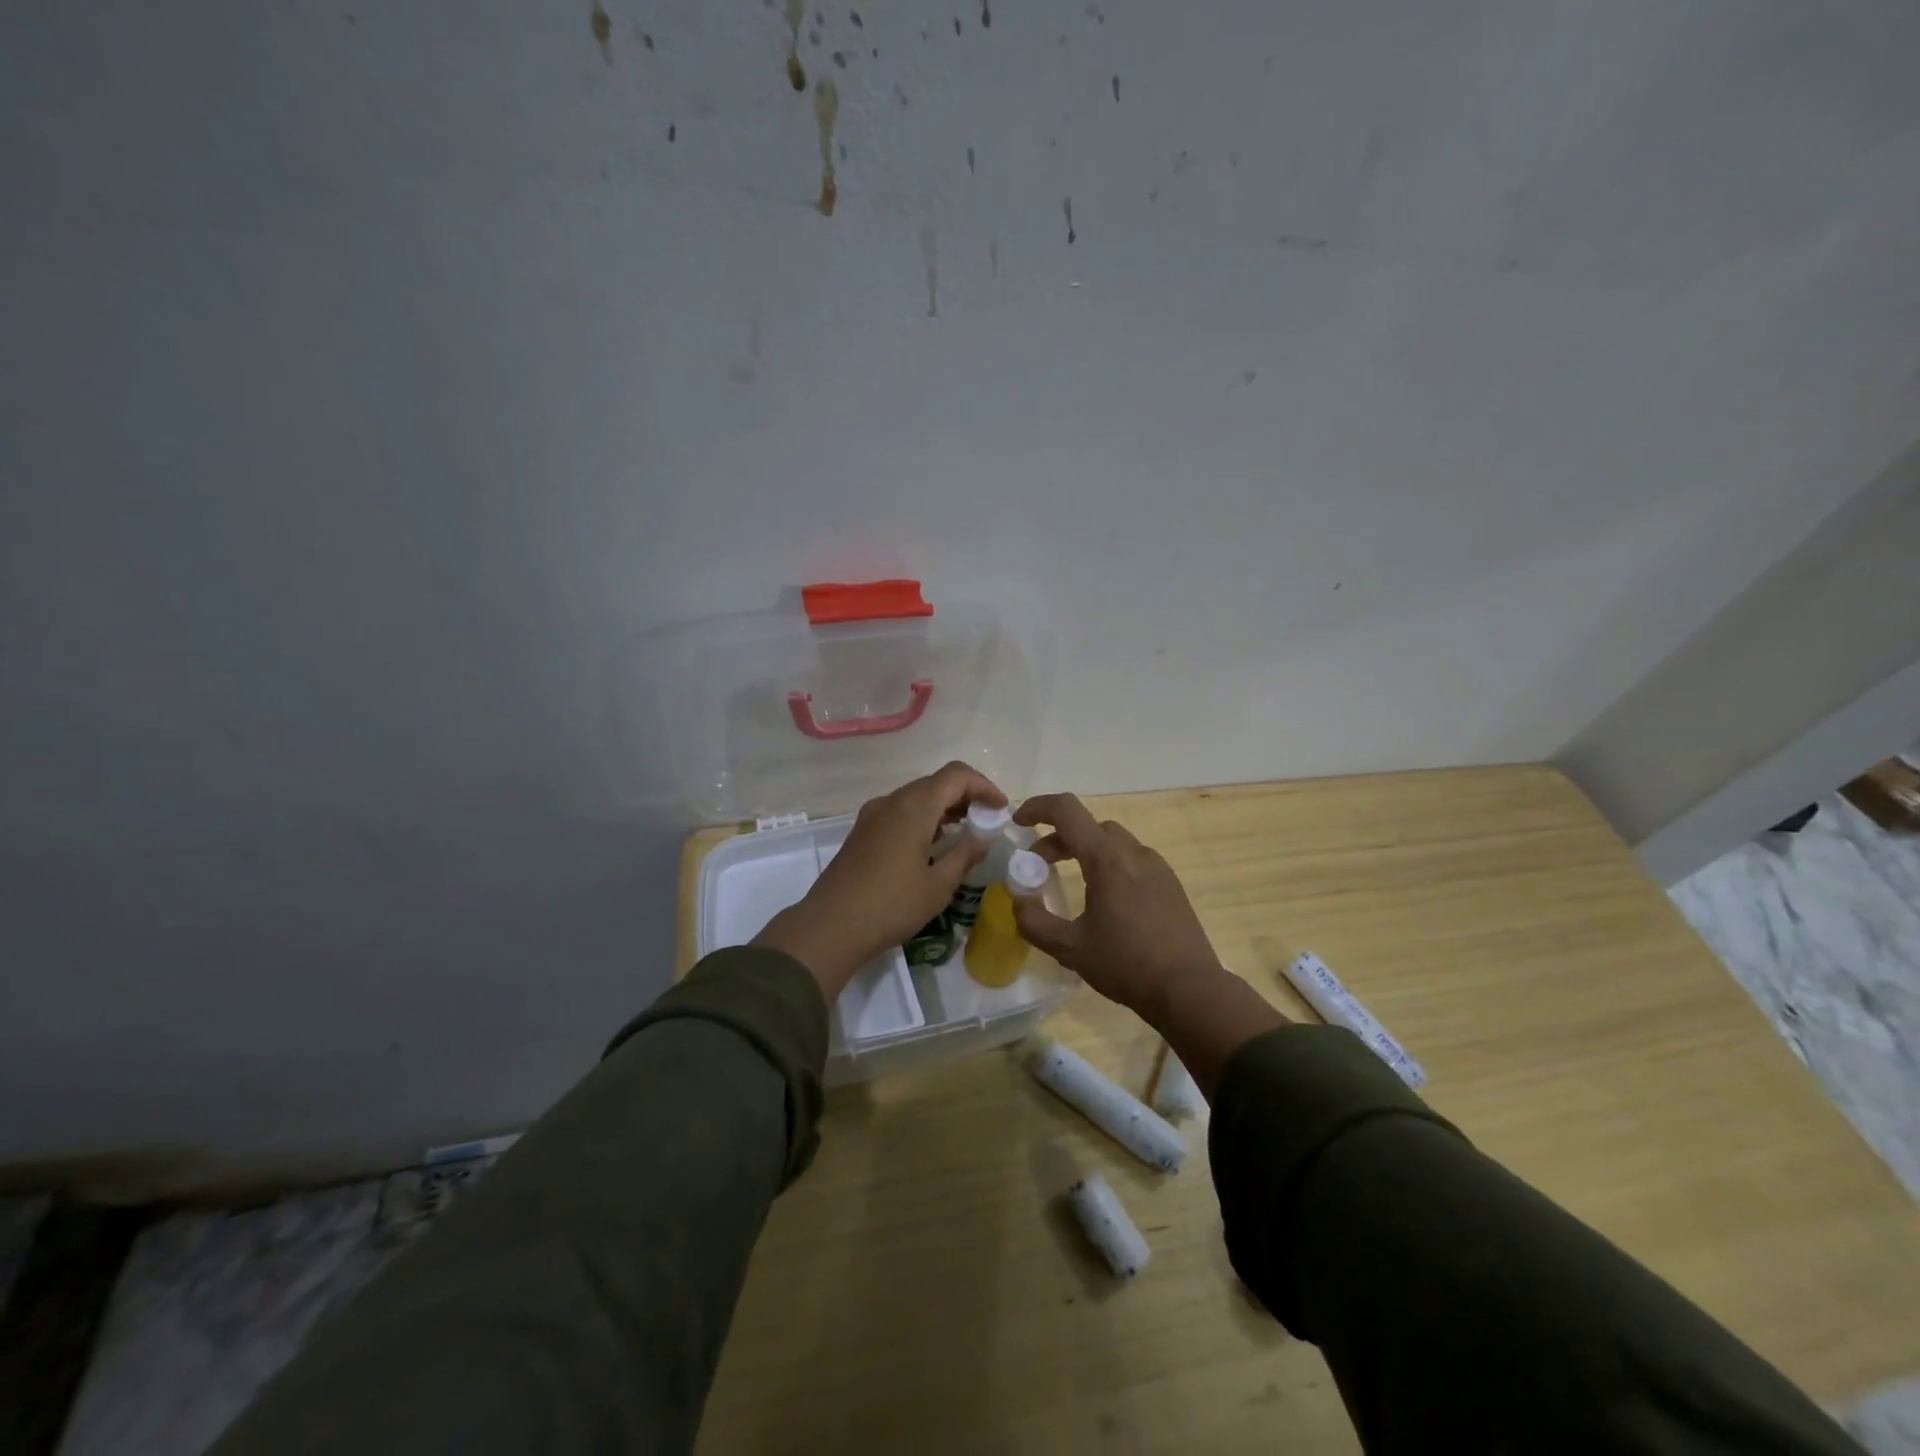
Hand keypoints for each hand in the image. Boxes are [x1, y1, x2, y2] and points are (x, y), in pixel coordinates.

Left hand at [755, 761, 1006, 997]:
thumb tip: (984, 836)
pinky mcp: (862, 831)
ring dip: (944, 807)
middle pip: (936, 782)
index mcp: (914, 806)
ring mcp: (873, 815)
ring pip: (916, 796)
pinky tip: (934, 844)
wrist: (831, 926)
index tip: (1001, 809)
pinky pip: (900, 811)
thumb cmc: (891, 905)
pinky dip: (924, 817)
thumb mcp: (939, 885)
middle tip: (987, 821)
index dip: (984, 786)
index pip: (957, 775)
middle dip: (966, 795)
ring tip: (966, 832)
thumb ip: (965, 854)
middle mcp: (892, 801)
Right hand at [1012, 793, 1226, 1017]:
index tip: (1018, 822)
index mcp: (1107, 859)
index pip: (1067, 811)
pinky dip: (1108, 863)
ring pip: (1112, 840)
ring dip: (1084, 849)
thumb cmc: (1126, 964)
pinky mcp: (1169, 883)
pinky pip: (1132, 858)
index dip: (1038, 808)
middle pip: (1088, 825)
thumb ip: (1035, 922)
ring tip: (1070, 879)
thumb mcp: (1070, 949)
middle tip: (1038, 865)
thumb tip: (1018, 902)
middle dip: (1058, 837)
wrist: (1189, 989)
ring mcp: (1156, 866)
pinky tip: (1105, 898)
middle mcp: (1133, 852)